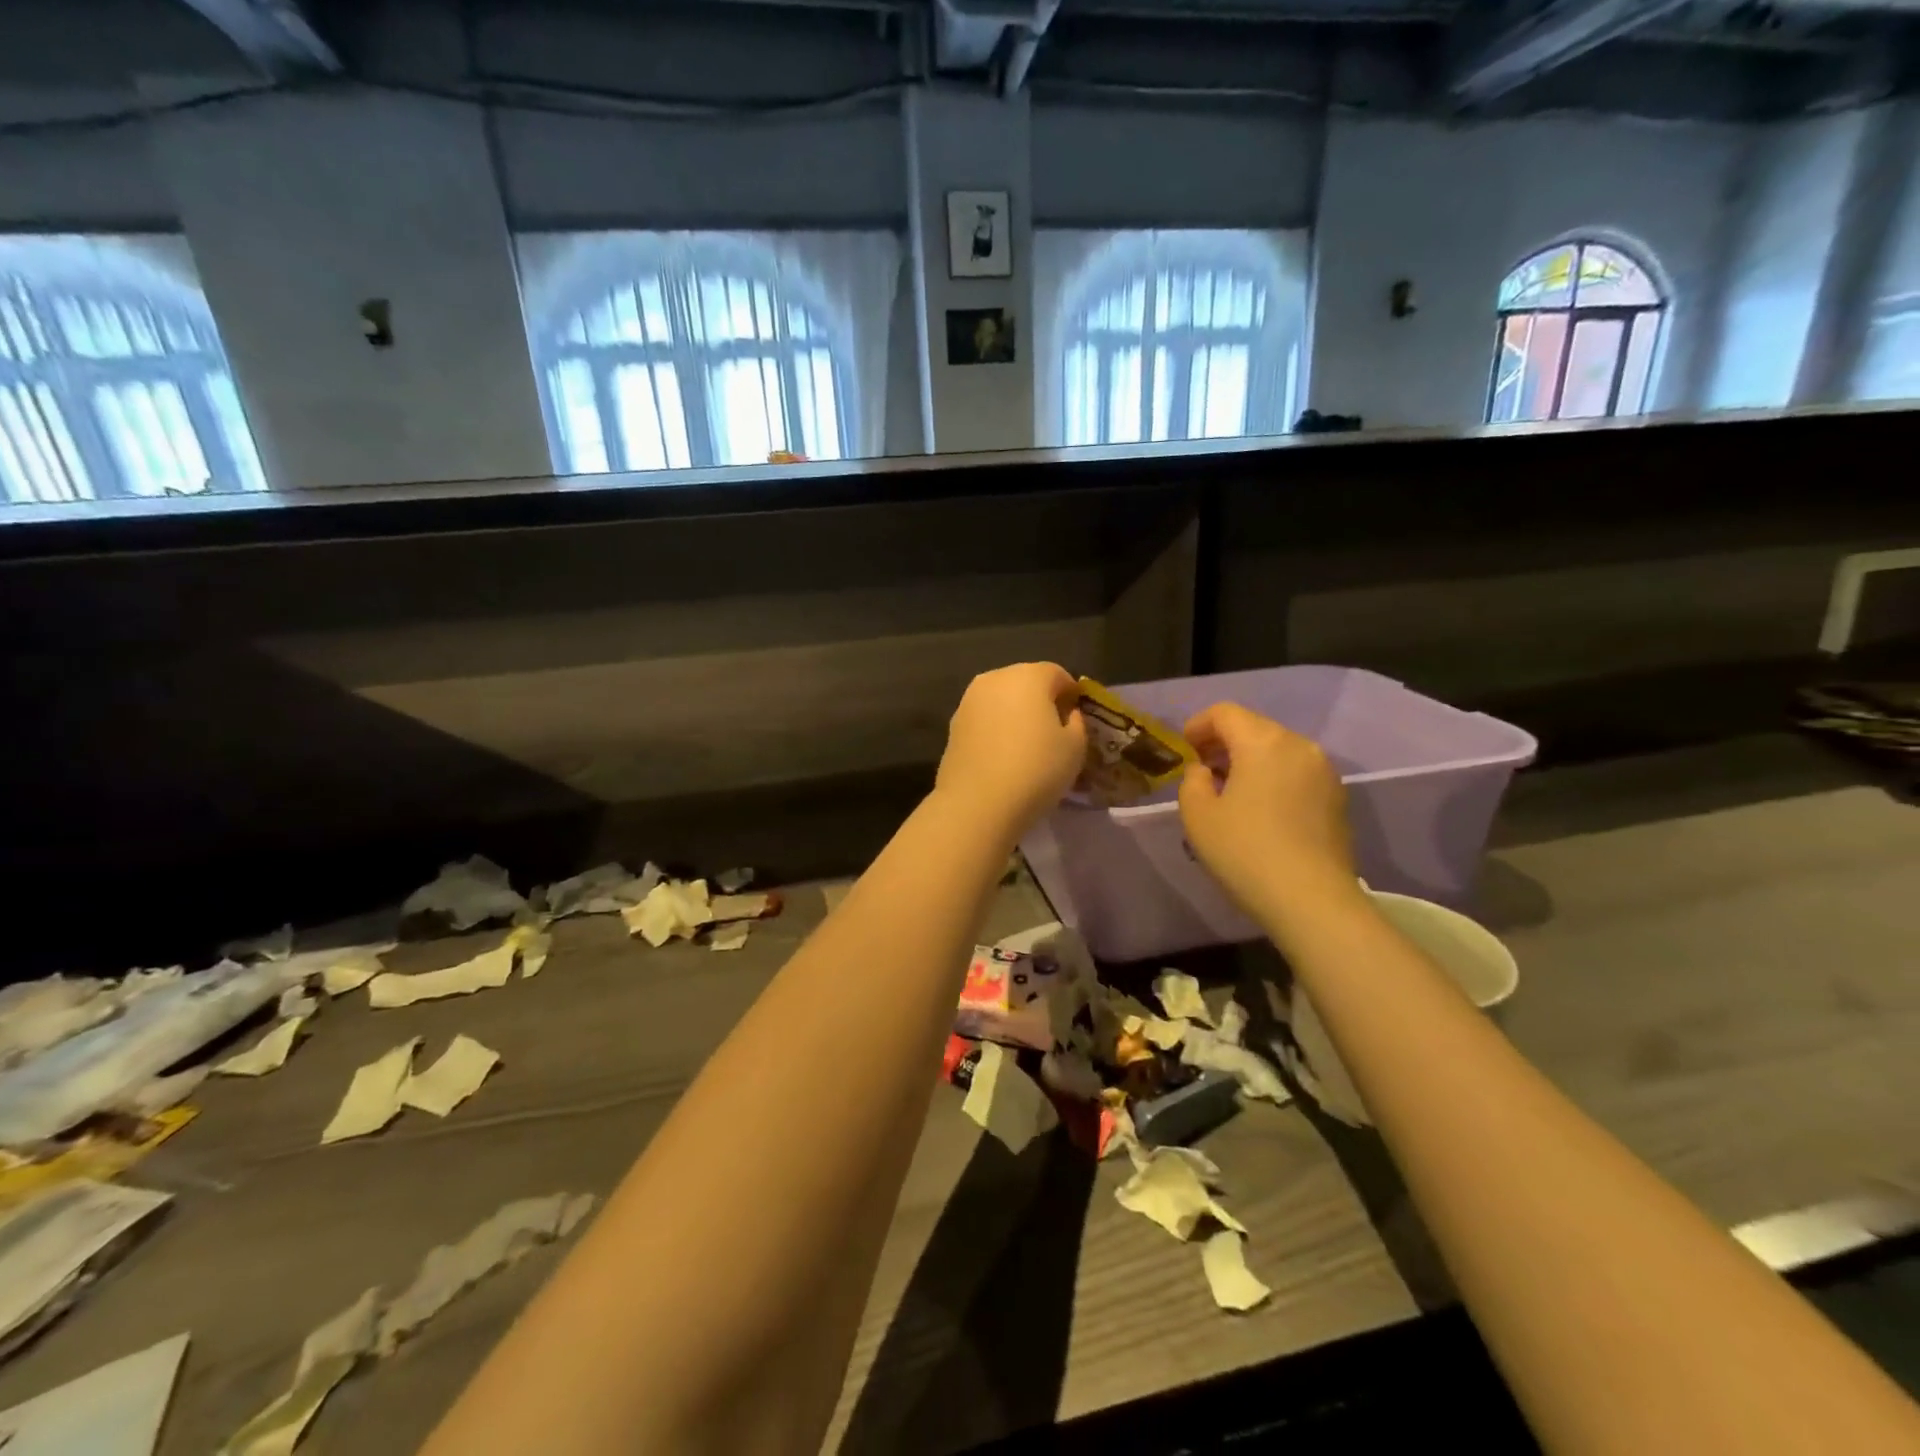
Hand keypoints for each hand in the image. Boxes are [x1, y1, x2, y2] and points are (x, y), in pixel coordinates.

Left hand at [935, 663, 1085, 839]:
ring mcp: (969, 701)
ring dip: (1016, 714)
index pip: (1058, 674)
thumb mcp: (1075, 747)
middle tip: (1054, 732)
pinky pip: (984, 719)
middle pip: (1026, 681)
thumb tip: (1067, 714)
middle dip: (1042, 701)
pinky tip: (1003, 756)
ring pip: (1002, 699)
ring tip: (1026, 746)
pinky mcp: (953, 725)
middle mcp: (995, 678)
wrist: (977, 804)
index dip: (1071, 695)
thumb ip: (1077, 722)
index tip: (1077, 719)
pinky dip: (996, 729)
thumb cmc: (1036, 770)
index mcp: (1028, 676)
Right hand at [1178, 702, 1359, 929]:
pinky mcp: (1337, 798)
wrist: (1312, 900)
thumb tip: (1206, 772)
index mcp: (1263, 742)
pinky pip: (1296, 772)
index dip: (1198, 724)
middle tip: (1203, 770)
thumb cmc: (1245, 851)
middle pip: (1255, 727)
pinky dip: (1274, 778)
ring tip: (1231, 792)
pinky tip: (1261, 810)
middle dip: (1225, 742)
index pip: (1225, 713)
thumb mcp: (1197, 815)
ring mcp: (1324, 772)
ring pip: (1278, 750)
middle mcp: (1299, 746)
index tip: (1184, 749)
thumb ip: (1193, 782)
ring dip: (1250, 761)